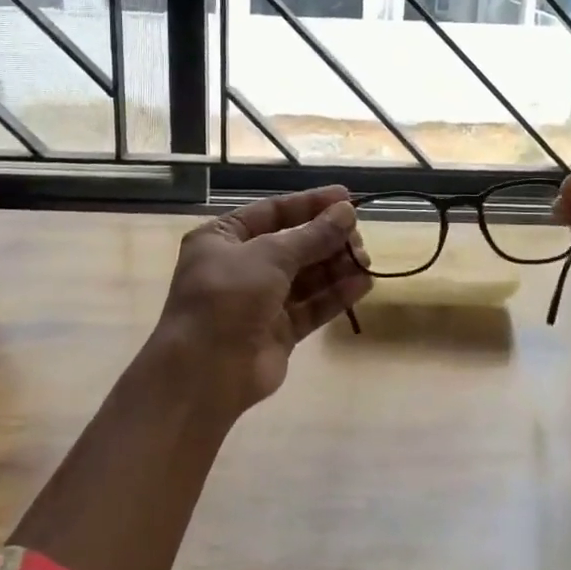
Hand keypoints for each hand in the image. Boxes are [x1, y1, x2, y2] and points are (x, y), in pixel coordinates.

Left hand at [149, 185, 371, 417]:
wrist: (205, 372)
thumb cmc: (228, 297)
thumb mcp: (270, 255)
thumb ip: (312, 235)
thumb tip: (347, 211)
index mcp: (223, 239)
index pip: (272, 212)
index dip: (310, 204)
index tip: (347, 197)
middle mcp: (240, 267)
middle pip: (293, 245)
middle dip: (327, 239)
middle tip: (359, 237)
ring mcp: (259, 302)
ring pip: (305, 277)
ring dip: (335, 266)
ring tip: (365, 260)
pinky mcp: (278, 332)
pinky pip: (311, 307)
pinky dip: (336, 295)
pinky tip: (363, 284)